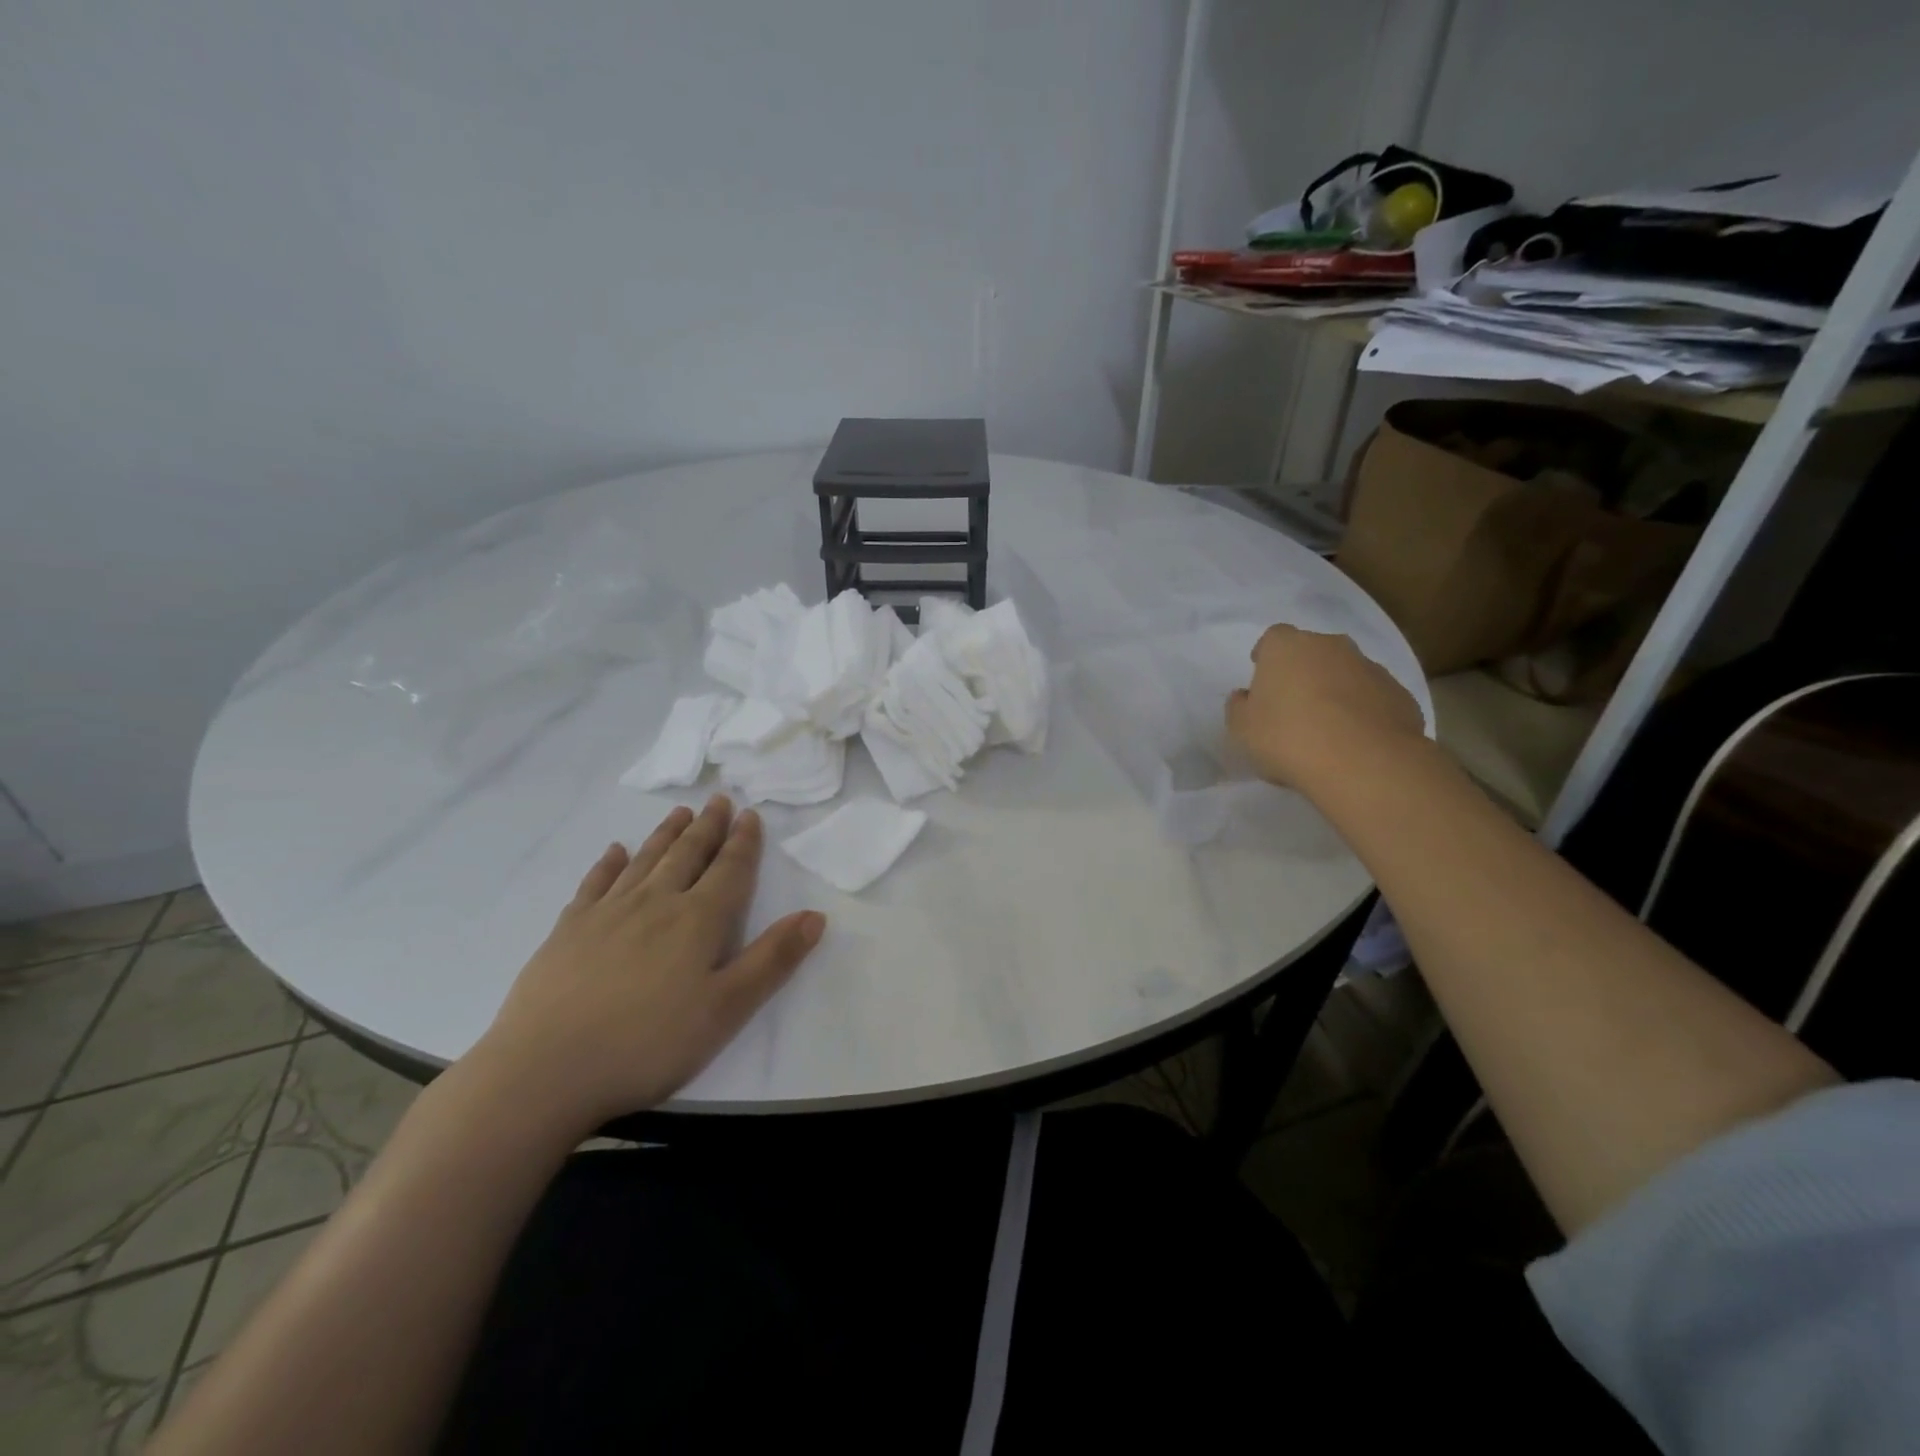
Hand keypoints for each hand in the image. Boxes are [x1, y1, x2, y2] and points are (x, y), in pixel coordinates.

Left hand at [468, 795, 825, 1131]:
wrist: (545, 1070)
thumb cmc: (649, 1043)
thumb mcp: (727, 1010)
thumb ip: (773, 960)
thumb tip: (815, 916)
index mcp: (698, 920)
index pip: (729, 870)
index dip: (743, 841)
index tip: (750, 814)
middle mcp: (656, 903)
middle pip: (688, 854)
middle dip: (707, 827)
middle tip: (718, 799)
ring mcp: (607, 913)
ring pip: (645, 860)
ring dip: (666, 834)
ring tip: (680, 812)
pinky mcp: (568, 930)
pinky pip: (595, 883)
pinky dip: (609, 862)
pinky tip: (615, 851)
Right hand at [1225, 625, 1424, 790]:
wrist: (1364, 763)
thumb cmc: (1288, 738)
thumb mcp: (1242, 729)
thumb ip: (1239, 707)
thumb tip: (1246, 696)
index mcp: (1287, 647)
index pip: (1272, 639)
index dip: (1266, 658)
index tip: (1263, 681)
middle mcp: (1331, 646)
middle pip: (1312, 652)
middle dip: (1303, 673)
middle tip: (1293, 707)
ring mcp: (1370, 668)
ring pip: (1346, 673)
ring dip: (1335, 691)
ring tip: (1327, 730)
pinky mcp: (1400, 694)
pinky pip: (1373, 698)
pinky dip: (1363, 712)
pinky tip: (1355, 742)